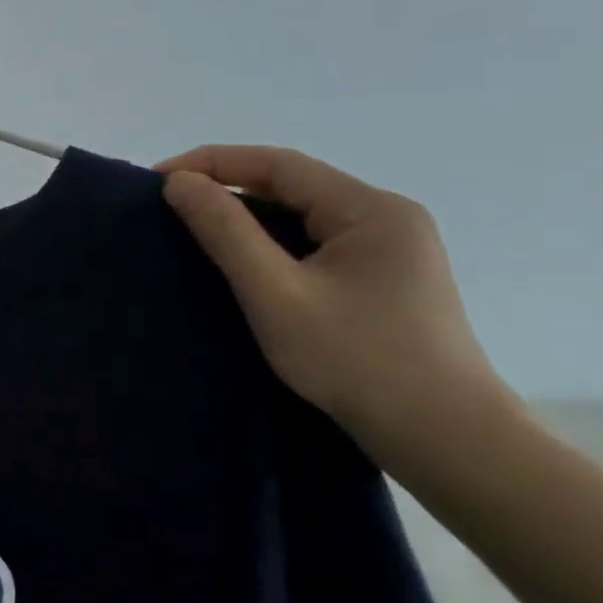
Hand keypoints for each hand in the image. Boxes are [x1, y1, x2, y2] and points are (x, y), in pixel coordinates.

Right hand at [155, 145, 520, 464]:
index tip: (157, 180)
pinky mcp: (384, 279)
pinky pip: (314, 242)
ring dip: (248, 217)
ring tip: (194, 231)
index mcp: (371, 209)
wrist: (445, 439)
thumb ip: (225, 232)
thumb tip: (179, 183)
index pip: (278, 164)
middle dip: (227, 187)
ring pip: (303, 215)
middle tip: (168, 207)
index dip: (212, 163)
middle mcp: (386, 217)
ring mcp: (390, 249)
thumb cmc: (356, 360)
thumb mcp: (276, 294)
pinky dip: (271, 243)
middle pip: (292, 185)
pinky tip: (244, 262)